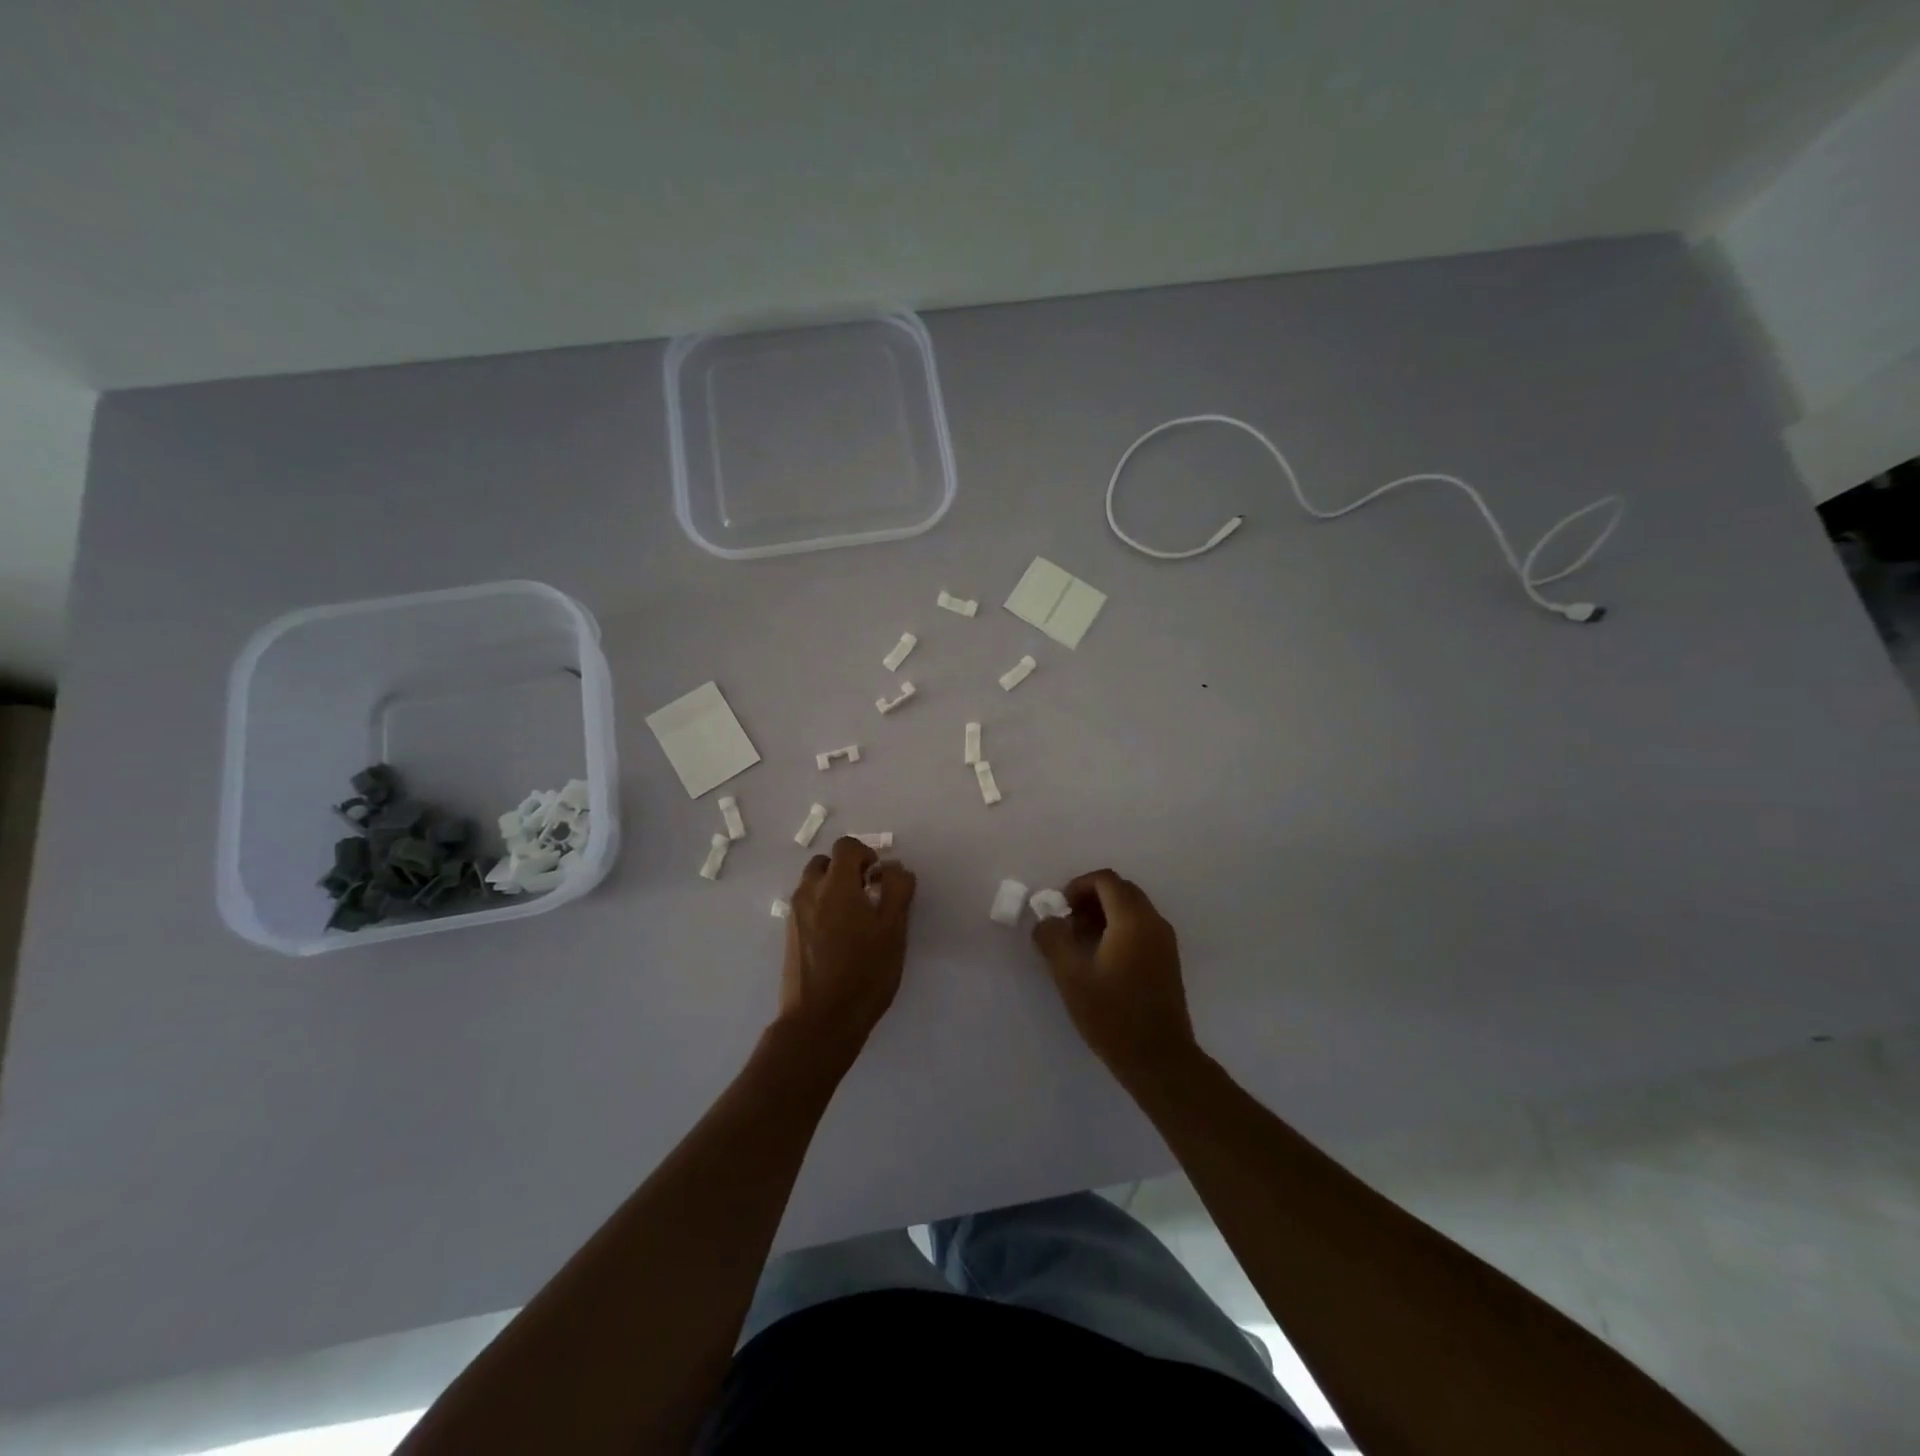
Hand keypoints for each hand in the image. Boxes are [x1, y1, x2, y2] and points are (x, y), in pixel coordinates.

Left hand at [778, 837, 916, 1060]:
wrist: (820, 1020)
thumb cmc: (864, 973)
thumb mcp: (893, 931)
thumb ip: (897, 891)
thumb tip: (895, 867)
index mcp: (836, 885)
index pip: (846, 846)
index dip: (866, 854)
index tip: (879, 878)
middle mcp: (809, 892)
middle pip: (825, 862)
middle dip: (847, 870)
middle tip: (868, 895)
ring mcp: (795, 914)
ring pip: (813, 884)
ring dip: (833, 888)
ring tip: (854, 918)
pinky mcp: (789, 935)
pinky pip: (806, 906)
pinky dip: (822, 907)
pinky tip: (839, 938)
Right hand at [1031, 869, 1195, 1082]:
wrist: (1160, 1059)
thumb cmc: (1113, 1016)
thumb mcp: (1071, 977)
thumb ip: (1053, 939)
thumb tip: (1046, 919)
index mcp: (1132, 920)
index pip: (1106, 880)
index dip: (1078, 886)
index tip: (1059, 909)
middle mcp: (1153, 922)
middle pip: (1121, 890)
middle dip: (1091, 899)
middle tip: (1068, 923)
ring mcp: (1165, 941)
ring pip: (1132, 908)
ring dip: (1104, 914)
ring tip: (1080, 943)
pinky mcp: (1168, 960)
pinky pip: (1142, 927)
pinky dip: (1119, 928)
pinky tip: (1102, 959)